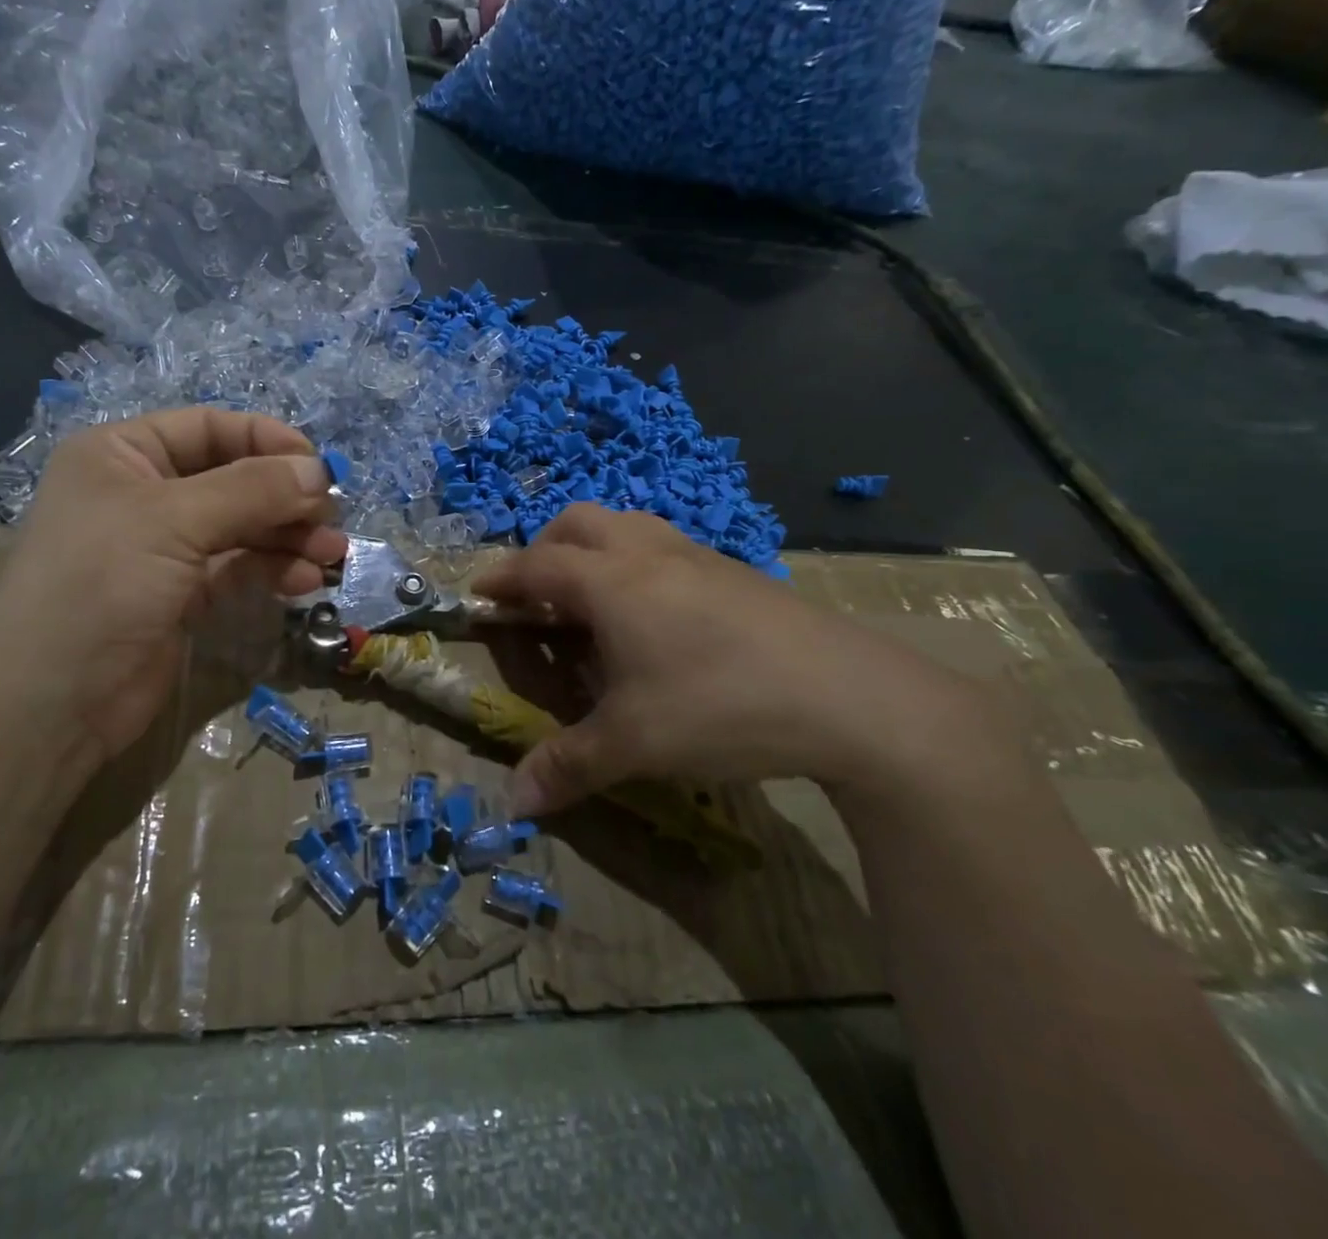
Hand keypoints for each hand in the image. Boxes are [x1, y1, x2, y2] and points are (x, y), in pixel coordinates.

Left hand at [0, 409, 345, 782]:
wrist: (53, 703)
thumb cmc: (102, 585)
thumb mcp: (175, 520)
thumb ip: (253, 489)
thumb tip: (320, 471)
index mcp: (123, 455)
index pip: (210, 428)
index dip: (268, 441)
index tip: (320, 467)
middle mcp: (144, 493)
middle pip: (233, 478)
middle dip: (286, 496)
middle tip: (333, 517)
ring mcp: (164, 547)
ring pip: (242, 526)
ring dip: (288, 536)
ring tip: (332, 553)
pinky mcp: (182, 594)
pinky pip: (238, 567)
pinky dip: (273, 569)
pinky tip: (306, 581)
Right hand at [472, 504, 1001, 815]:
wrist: (849, 695)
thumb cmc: (720, 707)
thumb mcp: (633, 744)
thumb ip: (568, 767)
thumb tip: (515, 804)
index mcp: (611, 582)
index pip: (536, 565)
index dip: (500, 578)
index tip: (477, 593)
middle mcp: (647, 553)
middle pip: (578, 522)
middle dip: (544, 549)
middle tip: (538, 596)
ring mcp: (695, 555)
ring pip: (626, 524)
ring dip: (593, 548)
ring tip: (592, 599)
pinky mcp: (733, 569)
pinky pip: (663, 544)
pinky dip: (635, 561)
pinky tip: (655, 615)